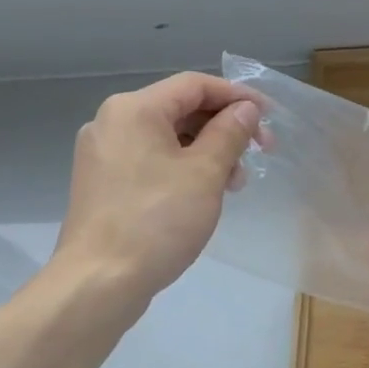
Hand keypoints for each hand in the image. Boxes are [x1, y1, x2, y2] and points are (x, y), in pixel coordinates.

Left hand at [48, 72, 263, 308]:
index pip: (195, 85)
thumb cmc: (157, 221)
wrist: (99, 282)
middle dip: (224, 128)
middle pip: (181, 109)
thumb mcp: (205, 173)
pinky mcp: (104, 183)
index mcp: (134, 109)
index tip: (270, 118)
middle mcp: (113, 122)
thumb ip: (229, 133)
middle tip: (259, 154)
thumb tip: (245, 110)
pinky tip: (204, 195)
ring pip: (168, 138)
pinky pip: (152, 160)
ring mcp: (104, 154)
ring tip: (234, 184)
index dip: (238, 96)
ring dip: (208, 152)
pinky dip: (183, 168)